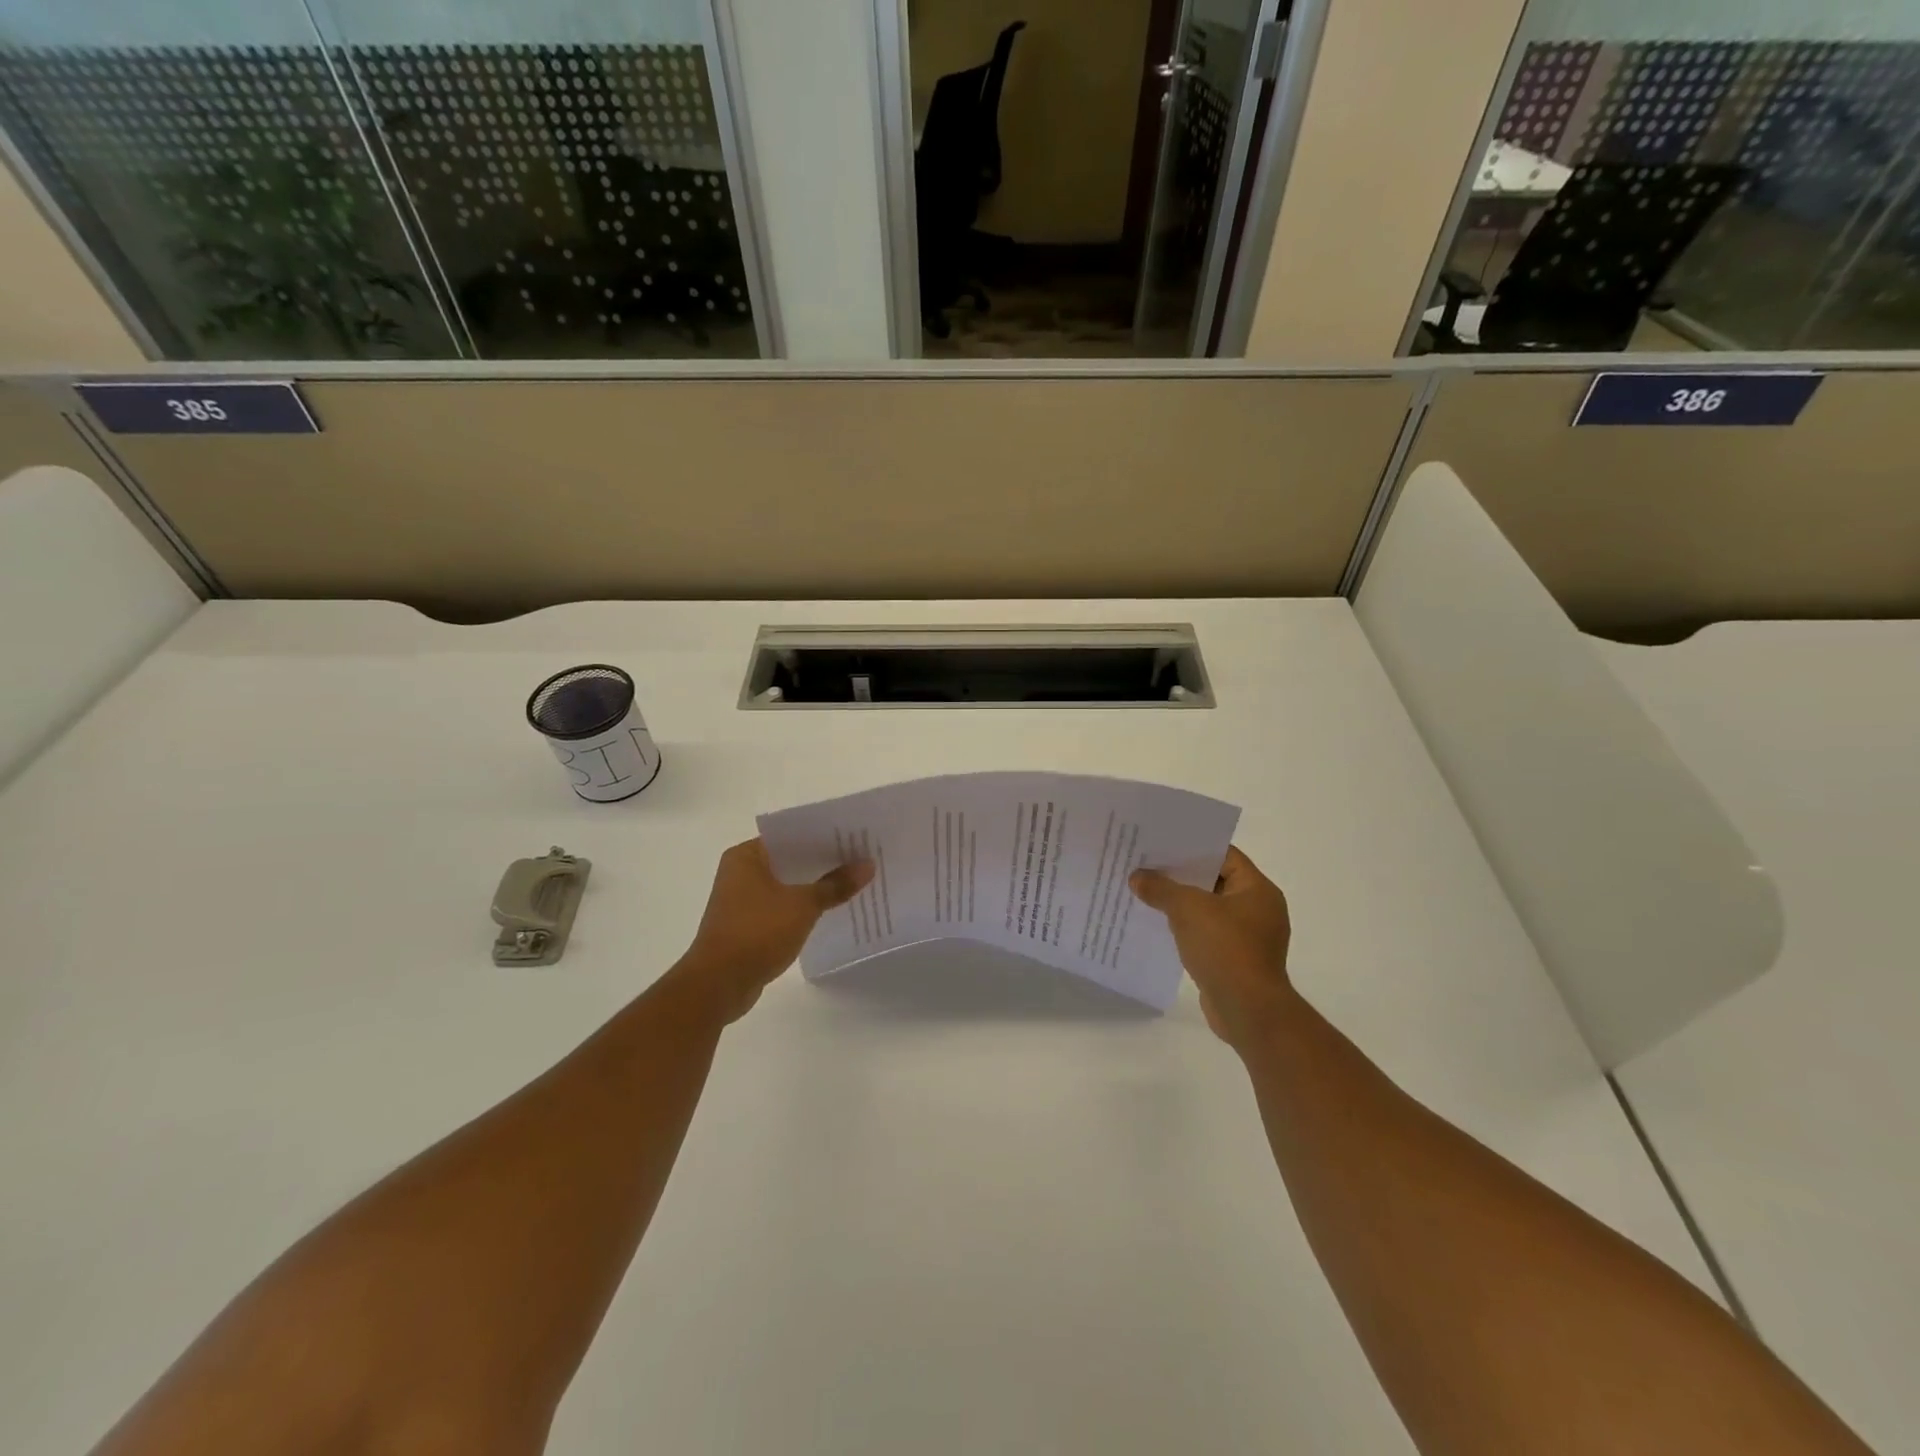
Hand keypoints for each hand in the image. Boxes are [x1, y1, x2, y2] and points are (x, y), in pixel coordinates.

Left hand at [669, 839, 872, 1024]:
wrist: (719, 984)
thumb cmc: (757, 932)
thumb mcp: (803, 905)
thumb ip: (835, 885)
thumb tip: (868, 865)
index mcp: (746, 856)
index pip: (790, 835)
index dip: (823, 836)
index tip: (853, 837)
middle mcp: (740, 872)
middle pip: (790, 860)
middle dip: (823, 862)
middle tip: (861, 858)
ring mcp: (742, 900)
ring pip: (787, 884)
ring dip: (814, 886)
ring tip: (853, 882)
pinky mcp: (747, 924)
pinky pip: (782, 906)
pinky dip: (803, 907)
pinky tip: (831, 910)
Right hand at [1130, 846, 1293, 1051]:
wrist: (1248, 1011)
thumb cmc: (1225, 948)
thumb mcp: (1187, 909)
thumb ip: (1161, 888)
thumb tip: (1138, 877)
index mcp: (1257, 889)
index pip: (1224, 855)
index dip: (1193, 847)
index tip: (1162, 843)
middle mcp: (1259, 909)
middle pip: (1215, 881)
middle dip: (1181, 876)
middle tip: (1148, 865)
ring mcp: (1250, 937)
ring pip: (1209, 910)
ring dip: (1182, 904)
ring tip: (1147, 893)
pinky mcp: (1237, 961)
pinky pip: (1208, 934)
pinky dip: (1187, 929)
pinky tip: (1160, 926)